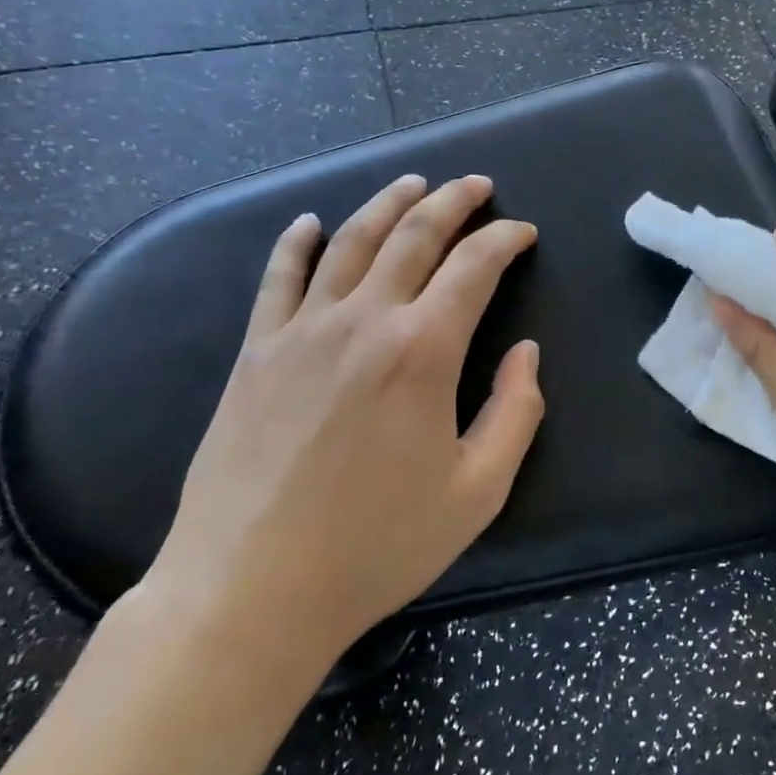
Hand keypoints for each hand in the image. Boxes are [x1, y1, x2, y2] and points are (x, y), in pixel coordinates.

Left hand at [141, 174, 543, 688]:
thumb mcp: (478, 491)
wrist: (249, 592)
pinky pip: (279, 278)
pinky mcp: (257, 352)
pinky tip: (309, 223)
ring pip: (351, 240)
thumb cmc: (376, 546)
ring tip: (412, 183)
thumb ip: (516, 411)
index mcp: (424, 349)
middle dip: (453, 201)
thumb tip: (526, 352)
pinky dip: (297, 243)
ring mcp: (303, 330)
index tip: (524, 233)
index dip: (505, 239)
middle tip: (476, 186)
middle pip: (415, 234)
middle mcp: (365, 320)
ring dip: (388, 204)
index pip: (475, 266)